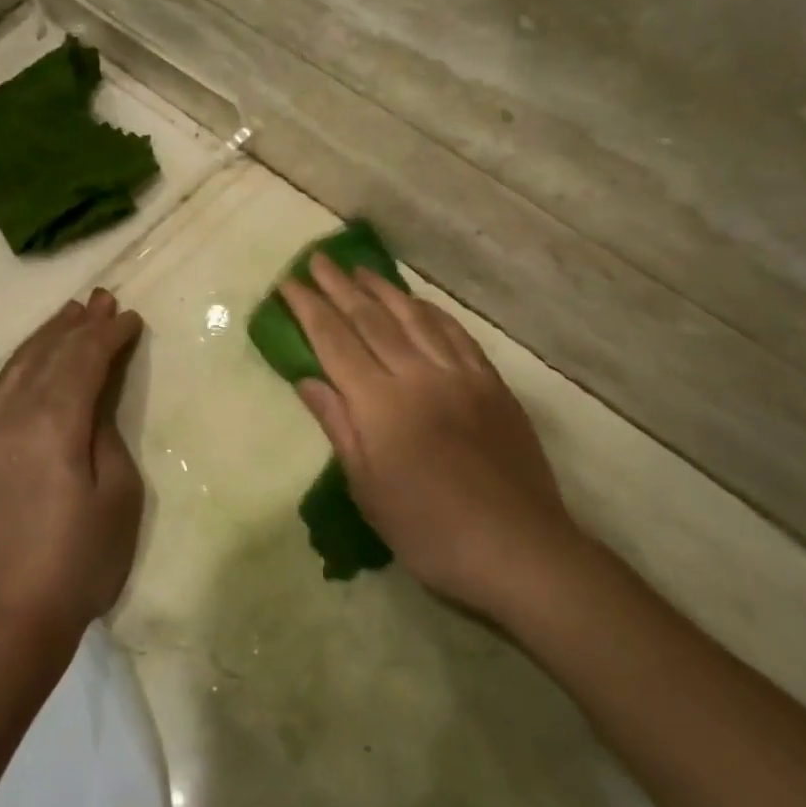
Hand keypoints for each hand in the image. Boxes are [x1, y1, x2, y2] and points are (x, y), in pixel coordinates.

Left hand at [0, 289, 144, 637]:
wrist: (9, 621)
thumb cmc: (81, 561)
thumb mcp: (117, 495)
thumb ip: (103, 434)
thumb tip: (91, 401)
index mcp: (52, 426)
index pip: (82, 361)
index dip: (107, 335)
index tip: (129, 317)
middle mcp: (10, 420)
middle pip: (45, 357)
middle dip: (75, 325)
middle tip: (99, 299)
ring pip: (14, 371)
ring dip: (44, 340)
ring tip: (67, 316)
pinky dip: (18, 370)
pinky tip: (30, 364)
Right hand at [280, 256, 581, 621]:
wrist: (516, 547)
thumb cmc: (429, 530)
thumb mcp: (368, 489)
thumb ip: (339, 425)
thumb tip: (307, 378)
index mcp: (380, 404)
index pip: (335, 342)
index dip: (309, 309)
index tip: (289, 284)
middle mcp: (418, 375)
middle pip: (371, 319)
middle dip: (340, 287)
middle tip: (317, 259)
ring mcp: (459, 374)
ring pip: (414, 317)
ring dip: (383, 289)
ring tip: (360, 268)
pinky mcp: (490, 383)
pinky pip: (455, 334)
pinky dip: (430, 312)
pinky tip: (418, 302)